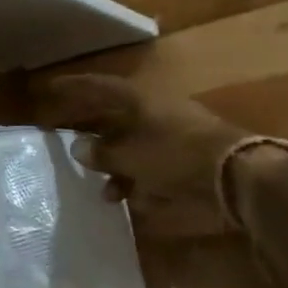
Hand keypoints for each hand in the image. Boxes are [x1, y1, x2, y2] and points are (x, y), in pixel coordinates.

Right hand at [38, 74, 246, 235]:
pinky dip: (140, 181)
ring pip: (135, 146)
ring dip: (116, 167)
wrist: (236, 174)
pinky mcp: (189, 158)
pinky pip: (154, 166)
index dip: (73, 87)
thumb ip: (103, 152)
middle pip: (116, 118)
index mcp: (140, 99)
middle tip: (69, 145)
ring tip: (104, 191)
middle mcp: (156, 111)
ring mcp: (175, 134)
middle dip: (93, 135)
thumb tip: (78, 147)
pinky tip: (132, 200)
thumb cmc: (175, 155)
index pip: (99, 87)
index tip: (50, 88)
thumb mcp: (131, 155)